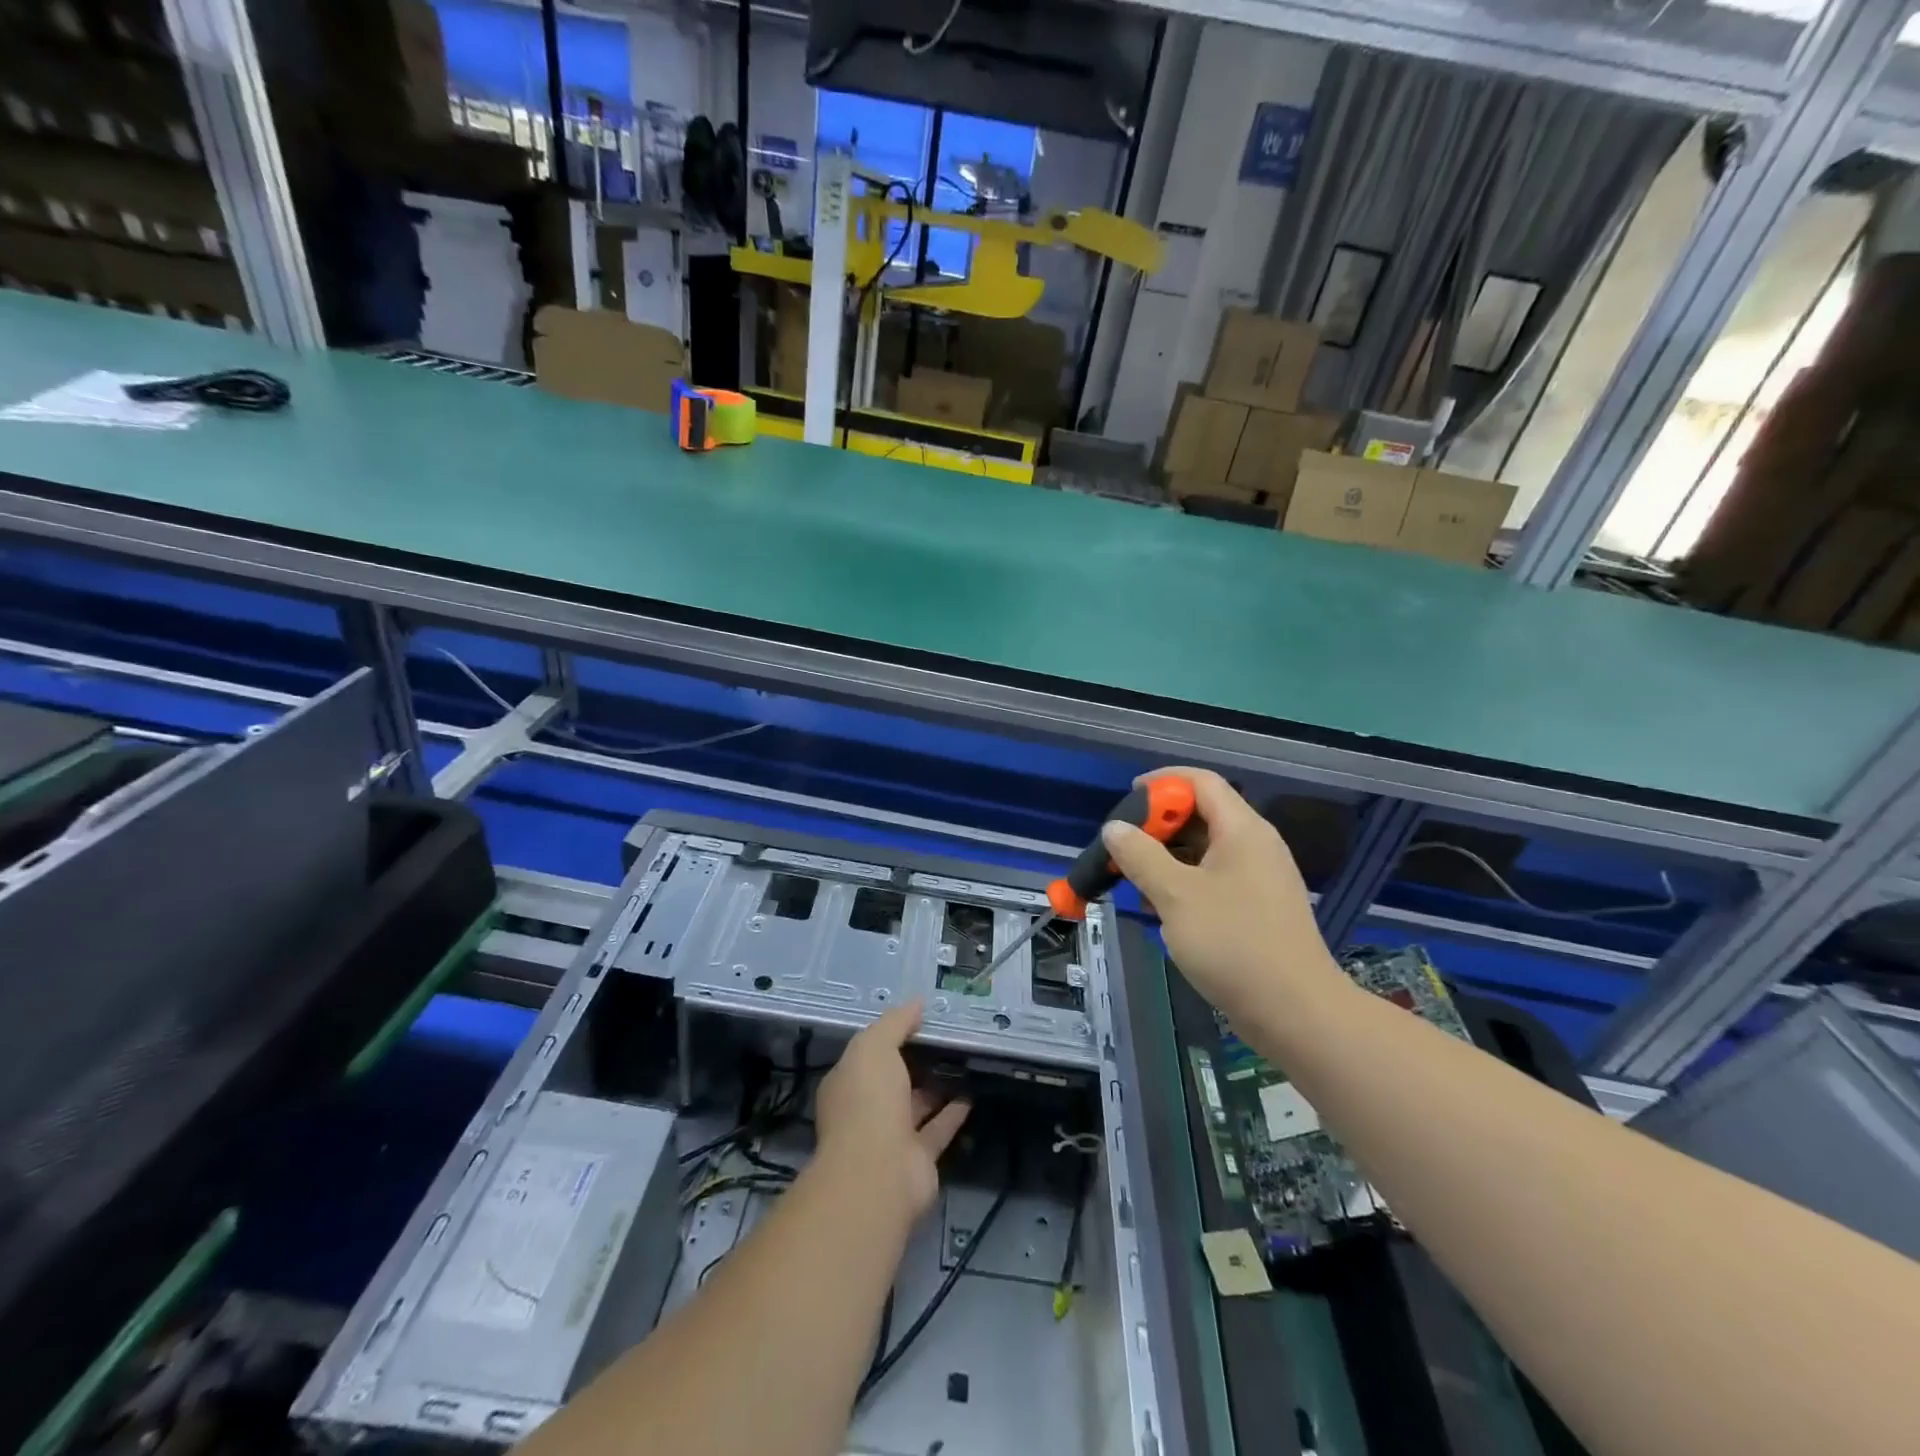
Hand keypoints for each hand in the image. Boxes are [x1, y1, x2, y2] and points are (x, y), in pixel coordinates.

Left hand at [814, 1002, 969, 1220]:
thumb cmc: (868, 1102)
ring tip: (964, 1061)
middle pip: (894, 1079)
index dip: (892, 1034)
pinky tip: (971, 1093)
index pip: (869, 1053)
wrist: (878, 1173)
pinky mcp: (918, 1159)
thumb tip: (917, 1003)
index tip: (921, 1018)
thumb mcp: (874, 1047)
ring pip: (917, 1104)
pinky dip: (953, 1113)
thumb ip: (895, 1023)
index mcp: (848, 1082)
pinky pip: (938, 1129)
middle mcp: (866, 1109)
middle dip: (915, 1060)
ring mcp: (891, 1136)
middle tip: (947, 1037)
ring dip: (936, 1086)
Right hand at [1102, 768, 1345, 1021]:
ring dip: (1166, 859)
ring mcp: (1257, 880)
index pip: (1201, 782)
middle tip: (1123, 848)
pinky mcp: (1256, 910)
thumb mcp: (1176, 896)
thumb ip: (1140, 856)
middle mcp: (1254, 846)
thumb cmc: (1234, 944)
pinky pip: (1213, 880)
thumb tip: (1114, 828)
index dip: (1163, 782)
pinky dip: (1183, 885)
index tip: (1127, 799)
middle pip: (1201, 815)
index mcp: (1243, 830)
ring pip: (1204, 851)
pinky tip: (1163, 912)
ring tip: (1136, 883)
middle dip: (1158, 826)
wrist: (1296, 1014)